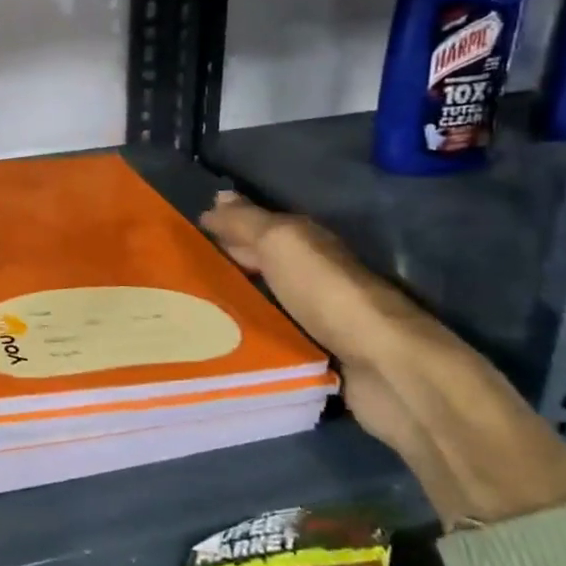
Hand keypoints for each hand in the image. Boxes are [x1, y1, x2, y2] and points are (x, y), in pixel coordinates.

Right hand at [200, 191, 565, 526]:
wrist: (387, 367)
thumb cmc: (329, 294)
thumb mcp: (282, 243)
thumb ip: (247, 222)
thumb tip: (217, 198)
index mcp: (305, 243)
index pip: (256, 227)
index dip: (223, 227)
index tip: (181, 237)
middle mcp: (311, 275)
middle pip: (261, 264)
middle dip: (225, 263)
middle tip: (179, 274)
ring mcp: (316, 318)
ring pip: (264, 301)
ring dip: (233, 302)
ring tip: (187, 311)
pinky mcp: (317, 356)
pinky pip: (272, 336)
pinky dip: (249, 333)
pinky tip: (219, 341)